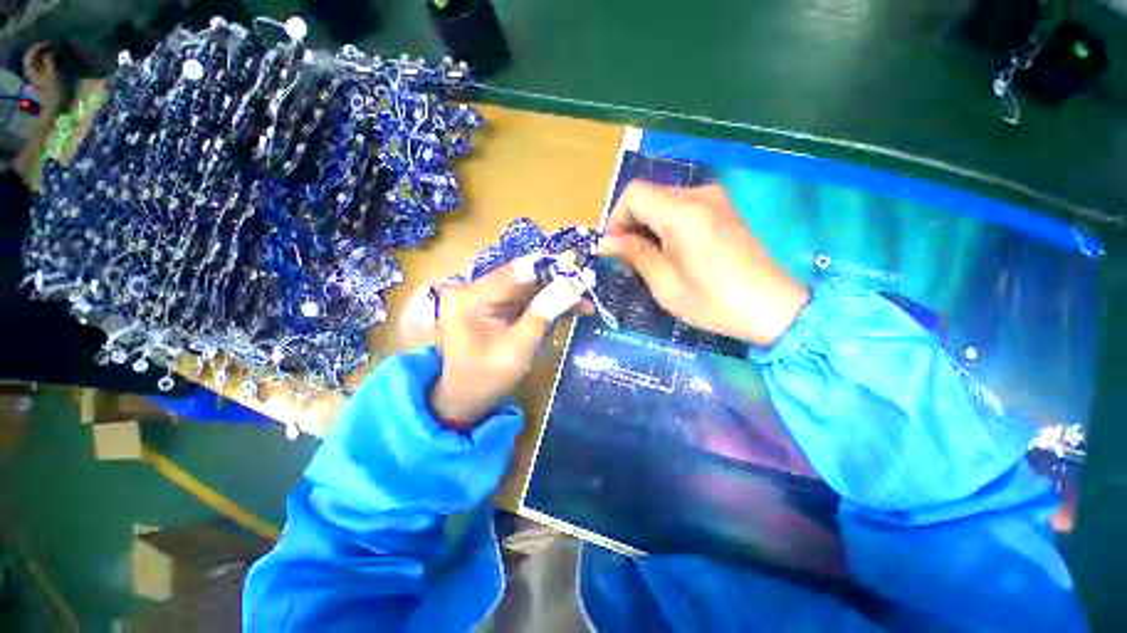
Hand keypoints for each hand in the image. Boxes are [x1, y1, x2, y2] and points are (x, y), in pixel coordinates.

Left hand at [431, 265, 586, 428]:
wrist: (464, 399)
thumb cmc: (485, 380)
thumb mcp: (517, 350)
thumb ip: (542, 314)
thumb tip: (571, 285)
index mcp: (471, 298)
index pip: (515, 272)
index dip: (549, 267)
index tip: (579, 266)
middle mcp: (474, 289)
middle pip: (522, 277)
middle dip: (556, 281)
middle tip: (586, 283)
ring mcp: (483, 296)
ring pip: (526, 286)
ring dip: (554, 292)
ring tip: (583, 300)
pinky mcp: (493, 305)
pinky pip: (523, 298)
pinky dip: (545, 303)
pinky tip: (568, 308)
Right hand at [599, 181, 808, 345]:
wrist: (771, 308)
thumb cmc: (713, 302)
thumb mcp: (665, 284)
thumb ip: (634, 254)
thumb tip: (605, 242)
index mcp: (683, 214)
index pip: (634, 195)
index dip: (616, 218)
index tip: (613, 248)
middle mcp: (699, 195)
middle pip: (648, 194)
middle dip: (630, 223)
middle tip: (627, 257)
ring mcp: (714, 198)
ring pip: (662, 200)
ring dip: (647, 224)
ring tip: (648, 257)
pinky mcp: (722, 207)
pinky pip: (680, 206)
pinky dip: (665, 223)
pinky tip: (669, 249)